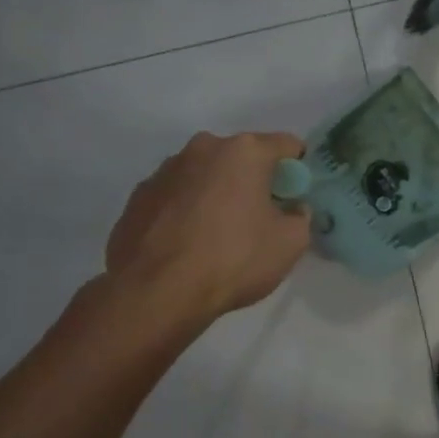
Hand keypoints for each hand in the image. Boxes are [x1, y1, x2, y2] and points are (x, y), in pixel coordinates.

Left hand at [105, 131, 310, 325]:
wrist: (157, 292)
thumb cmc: (234, 259)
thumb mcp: (291, 243)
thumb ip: (300, 216)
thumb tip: (291, 209)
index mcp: (244, 151)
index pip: (287, 145)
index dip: (298, 170)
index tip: (296, 197)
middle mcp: (202, 149)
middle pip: (242, 158)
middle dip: (255, 181)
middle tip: (260, 218)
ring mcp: (165, 170)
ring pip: (206, 175)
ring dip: (218, 194)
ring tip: (219, 235)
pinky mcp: (138, 196)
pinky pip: (177, 196)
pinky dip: (188, 211)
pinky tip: (189, 244)